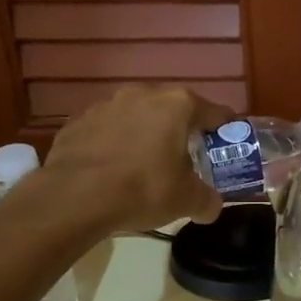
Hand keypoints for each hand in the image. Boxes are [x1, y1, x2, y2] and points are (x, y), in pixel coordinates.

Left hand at [44, 85, 229, 232]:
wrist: (74, 197)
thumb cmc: (142, 189)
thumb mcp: (186, 201)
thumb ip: (207, 200)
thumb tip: (211, 206)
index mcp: (177, 105)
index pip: (214, 112)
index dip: (224, 130)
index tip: (227, 145)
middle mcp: (143, 94)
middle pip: (173, 109)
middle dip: (181, 130)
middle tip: (185, 157)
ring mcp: (106, 105)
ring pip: (136, 116)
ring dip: (144, 134)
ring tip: (144, 164)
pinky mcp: (77, 121)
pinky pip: (106, 130)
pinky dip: (113, 144)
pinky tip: (111, 169)